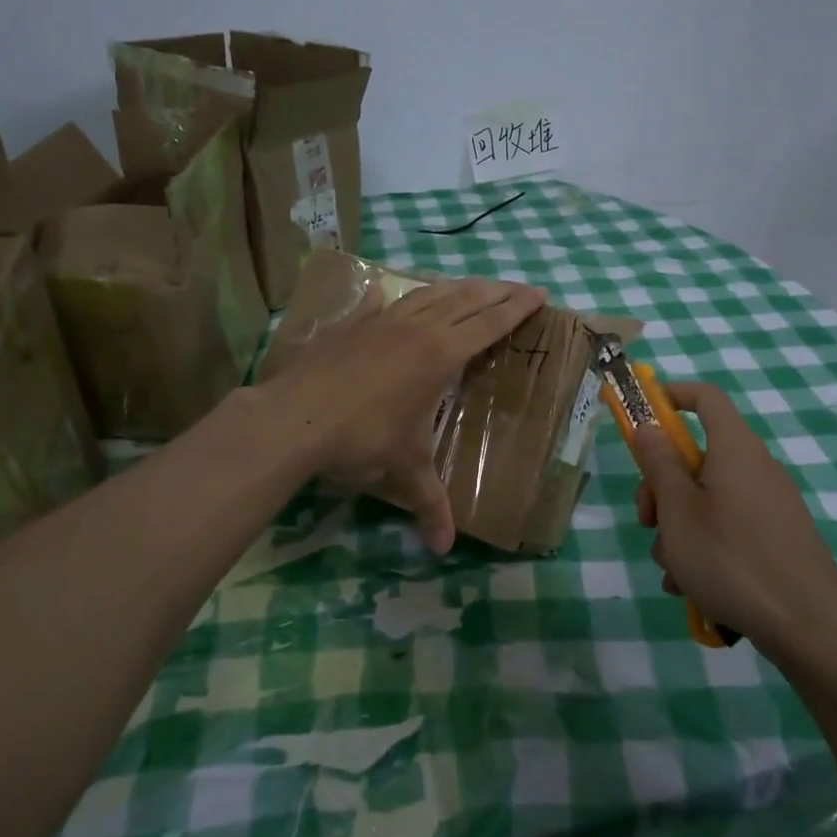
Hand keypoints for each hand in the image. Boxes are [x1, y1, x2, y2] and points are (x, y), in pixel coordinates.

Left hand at [259, 275, 546, 552]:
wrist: (295, 416)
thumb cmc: (362, 438)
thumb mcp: (404, 470)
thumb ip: (430, 505)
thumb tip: (444, 549)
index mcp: (441, 353)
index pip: (490, 322)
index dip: (518, 307)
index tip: (540, 294)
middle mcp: (418, 327)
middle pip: (467, 297)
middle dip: (498, 290)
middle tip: (520, 287)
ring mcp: (382, 319)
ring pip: (429, 292)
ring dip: (457, 287)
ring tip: (472, 286)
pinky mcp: (352, 323)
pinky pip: (382, 302)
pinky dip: (396, 297)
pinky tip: (388, 293)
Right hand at [631, 381, 836, 660]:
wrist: (809, 626)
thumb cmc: (732, 559)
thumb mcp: (678, 511)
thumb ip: (659, 464)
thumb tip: (649, 426)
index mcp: (735, 450)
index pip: (707, 398)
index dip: (673, 396)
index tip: (643, 416)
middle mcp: (756, 469)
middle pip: (698, 457)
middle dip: (662, 487)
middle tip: (648, 523)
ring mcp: (770, 505)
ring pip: (708, 500)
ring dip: (680, 528)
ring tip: (673, 571)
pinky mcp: (778, 538)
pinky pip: (729, 528)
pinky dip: (705, 548)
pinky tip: (694, 587)